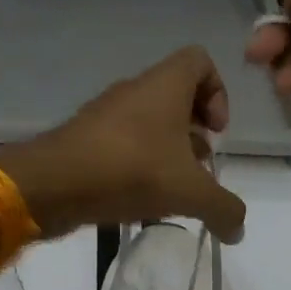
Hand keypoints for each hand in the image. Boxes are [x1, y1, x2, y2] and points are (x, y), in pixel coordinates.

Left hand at [0, 46, 248, 242]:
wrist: (52, 184)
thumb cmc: (130, 170)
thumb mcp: (189, 192)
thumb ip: (223, 208)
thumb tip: (238, 229)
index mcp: (164, 85)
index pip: (199, 61)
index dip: (217, 92)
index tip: (215, 132)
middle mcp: (134, 90)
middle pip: (176, 96)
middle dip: (194, 131)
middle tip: (198, 167)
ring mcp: (105, 114)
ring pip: (148, 122)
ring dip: (167, 151)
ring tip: (172, 190)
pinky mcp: (85, 139)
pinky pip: (123, 143)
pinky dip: (138, 165)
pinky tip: (140, 199)